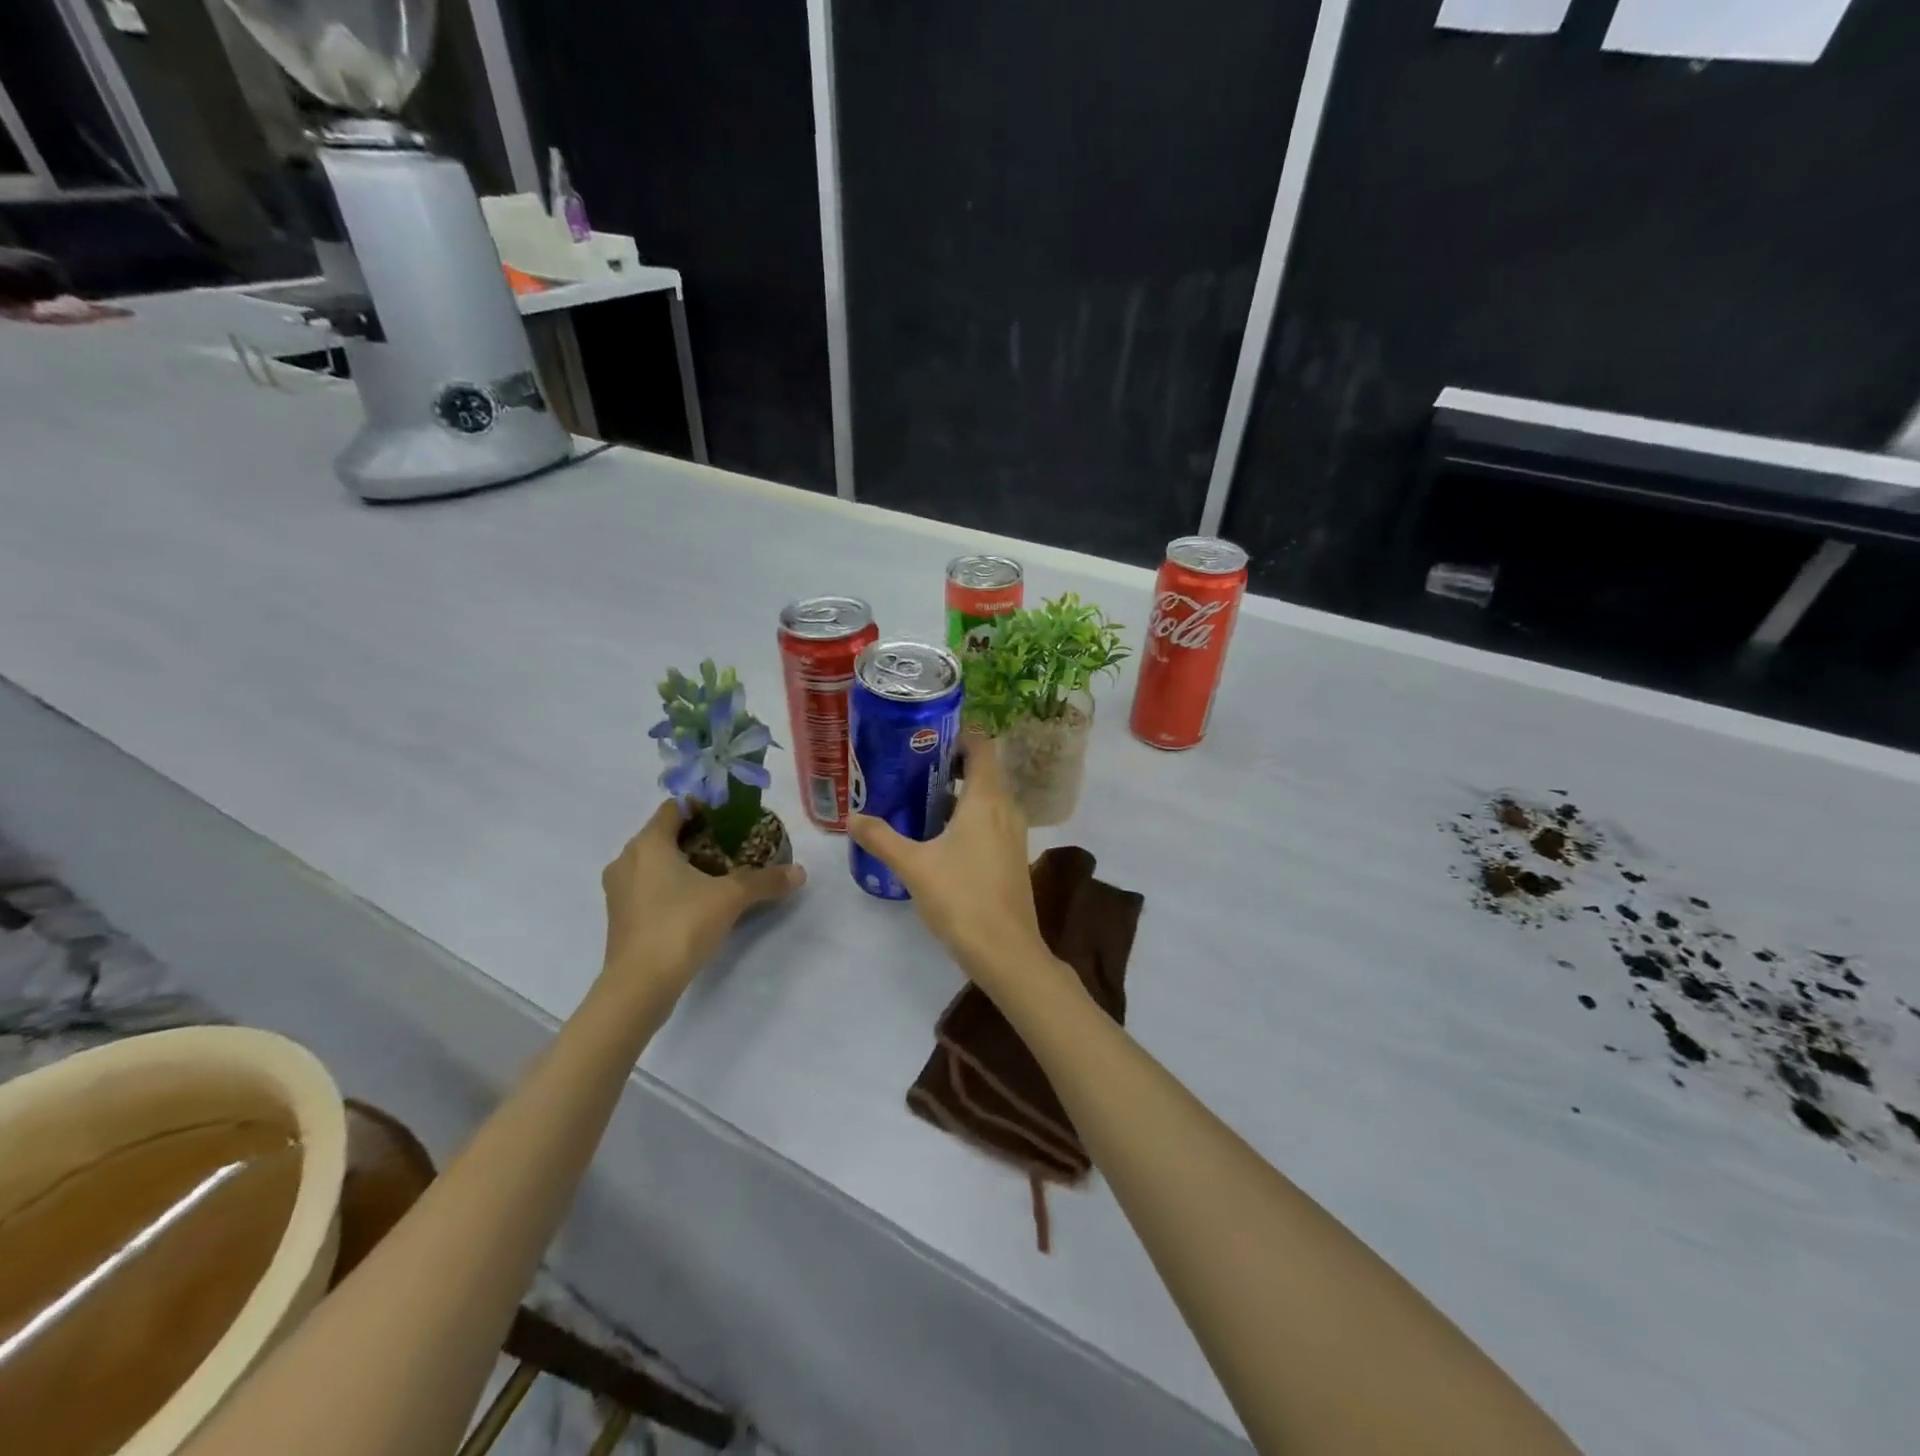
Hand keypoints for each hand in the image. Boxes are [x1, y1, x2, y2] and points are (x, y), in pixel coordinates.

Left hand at [600, 801, 804, 1001]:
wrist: (639, 986)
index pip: (675, 807)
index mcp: (649, 843)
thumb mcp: (731, 898)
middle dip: (697, 836)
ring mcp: (618, 890)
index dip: (703, 806)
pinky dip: (670, 885)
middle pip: (665, 834)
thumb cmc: (681, 925)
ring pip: (654, 862)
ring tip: (717, 873)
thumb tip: (800, 872)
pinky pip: (648, 887)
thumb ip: (765, 880)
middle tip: (731, 844)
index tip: (731, 817)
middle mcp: (627, 859)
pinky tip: (696, 901)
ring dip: (682, 862)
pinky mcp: (620, 916)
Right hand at [849, 735, 1051, 995]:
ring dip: (959, 792)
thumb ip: (881, 838)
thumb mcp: (913, 866)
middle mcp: (1006, 808)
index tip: (927, 736)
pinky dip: (969, 816)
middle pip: (983, 770)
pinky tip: (941, 835)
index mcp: (986, 799)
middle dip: (951, 764)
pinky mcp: (1013, 856)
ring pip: (988, 797)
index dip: (959, 734)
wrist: (1006, 951)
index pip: (982, 746)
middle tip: (913, 766)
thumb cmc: (961, 898)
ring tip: (920, 797)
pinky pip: (992, 820)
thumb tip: (852, 817)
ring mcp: (1014, 833)